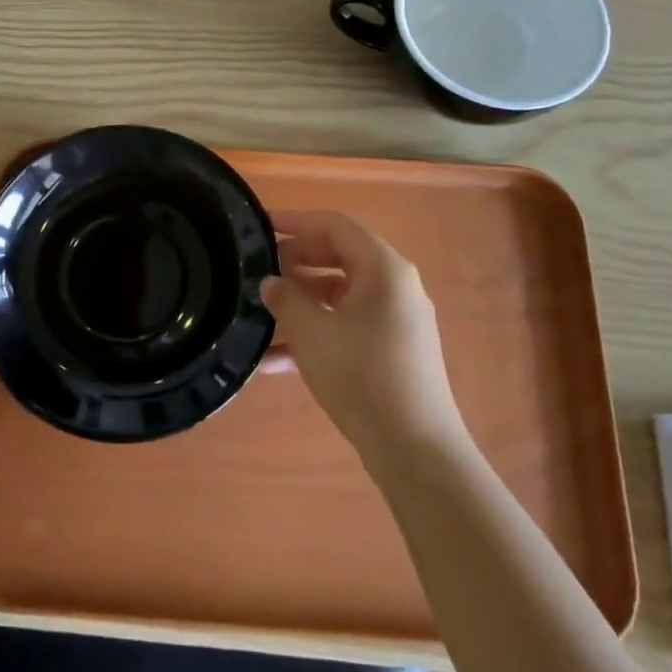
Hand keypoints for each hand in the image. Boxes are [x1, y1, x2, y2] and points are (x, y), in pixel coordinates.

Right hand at [261, 210, 465, 461]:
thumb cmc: (362, 376)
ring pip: (339, 296)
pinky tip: (275, 361)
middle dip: (294, 263)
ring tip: (259, 316)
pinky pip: (346, 327)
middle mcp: (394, 287)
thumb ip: (285, 299)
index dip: (296, 221)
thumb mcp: (312, 333)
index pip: (335, 225)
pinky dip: (315, 334)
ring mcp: (395, 320)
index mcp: (383, 269)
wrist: (415, 450)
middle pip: (338, 257)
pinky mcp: (390, 351)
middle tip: (256, 271)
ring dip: (300, 303)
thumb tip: (270, 283)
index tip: (260, 227)